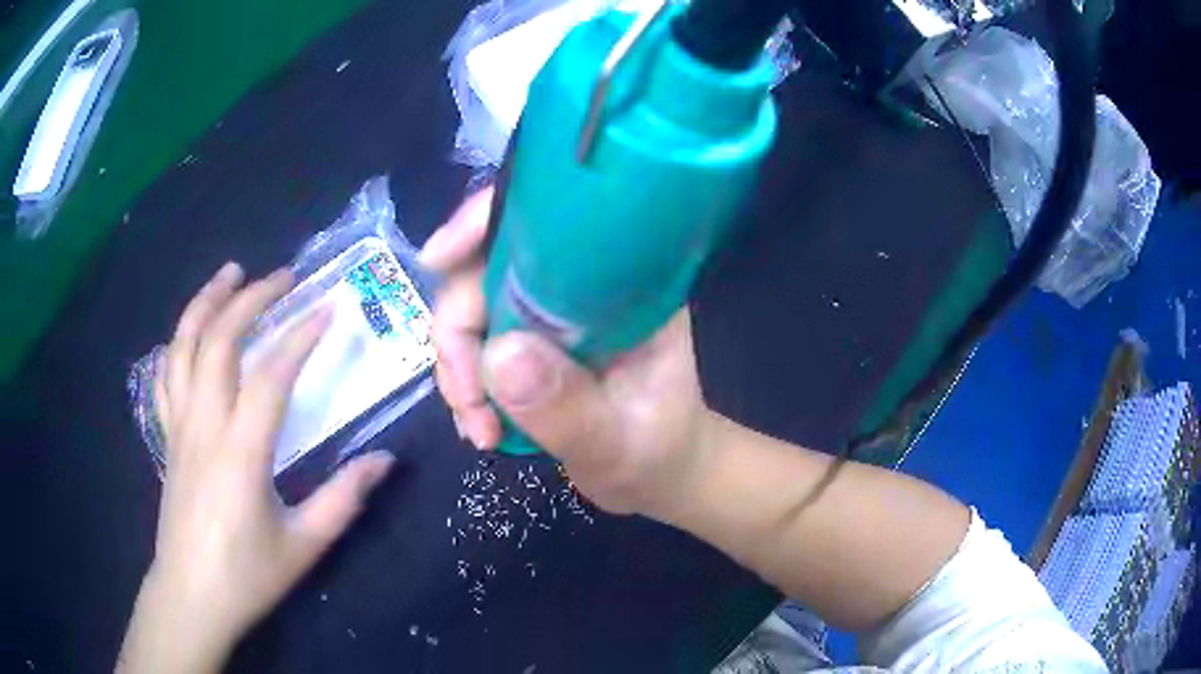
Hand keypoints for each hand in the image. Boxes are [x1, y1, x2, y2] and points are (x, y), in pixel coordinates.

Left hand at [119, 264, 394, 673]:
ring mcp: (179, 427)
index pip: (270, 376)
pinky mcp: (167, 436)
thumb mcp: (304, 546)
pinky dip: (179, 341)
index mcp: (240, 453)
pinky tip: (192, 331)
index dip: (300, 336)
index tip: (328, 309)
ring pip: (183, 346)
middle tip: (282, 276)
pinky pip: (166, 375)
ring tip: (230, 274)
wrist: (191, 596)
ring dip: (206, 302)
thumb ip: (343, 499)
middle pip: (219, 341)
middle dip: (251, 299)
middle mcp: (204, 425)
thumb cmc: (247, 576)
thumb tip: (384, 460)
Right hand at [422, 190, 714, 517]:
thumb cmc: (656, 454)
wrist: (656, 475)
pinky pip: (472, 345)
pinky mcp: (526, 341)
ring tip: (482, 430)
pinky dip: (464, 384)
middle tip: (471, 405)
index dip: (486, 222)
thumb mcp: (618, 444)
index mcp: (621, 282)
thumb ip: (567, 408)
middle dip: (459, 333)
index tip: (439, 258)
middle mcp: (577, 284)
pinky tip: (481, 427)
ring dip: (458, 370)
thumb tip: (498, 355)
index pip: (547, 221)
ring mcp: (547, 312)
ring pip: (469, 309)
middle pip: (486, 267)